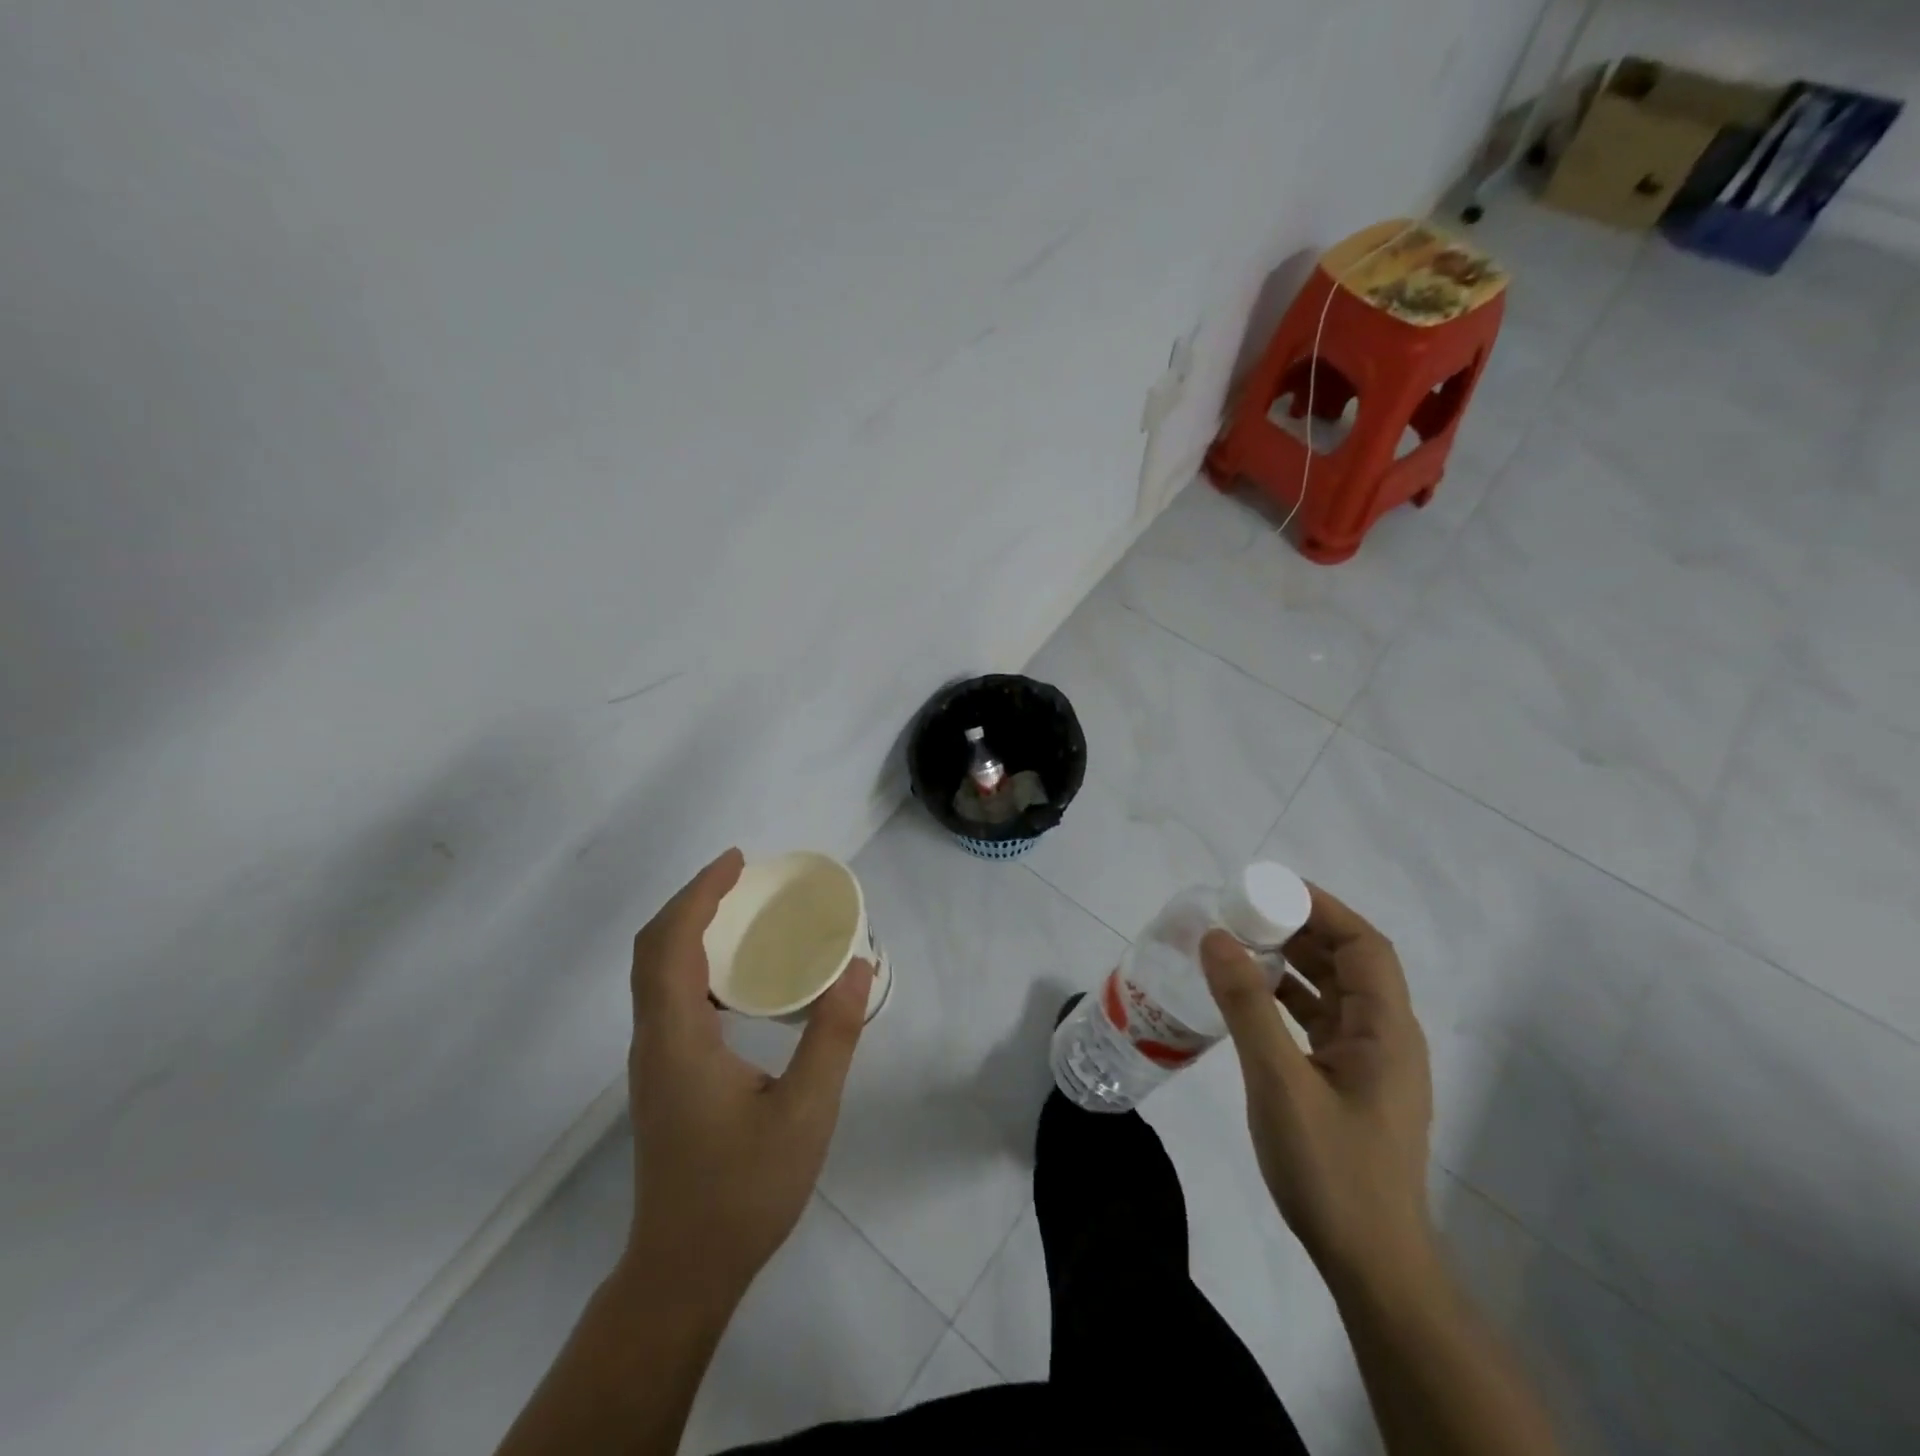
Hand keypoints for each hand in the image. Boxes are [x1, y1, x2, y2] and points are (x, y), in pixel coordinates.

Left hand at [623, 849, 873, 1301]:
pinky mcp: (663, 1076)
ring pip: (654, 974)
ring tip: (740, 911)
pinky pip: (667, 997)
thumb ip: (833, 1035)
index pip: (671, 944)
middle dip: (692, 902)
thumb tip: (856, 967)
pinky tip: (736, 975)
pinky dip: (692, 962)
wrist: (684, 1271)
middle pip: (653, 950)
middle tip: (741, 877)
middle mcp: (653, 1040)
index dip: (700, 894)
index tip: (737, 862)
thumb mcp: (806, 1111)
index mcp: (678, 1039)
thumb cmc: (743, 1191)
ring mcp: (653, 1060)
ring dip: (688, 929)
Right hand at [1201, 883, 1433, 1285]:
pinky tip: (1252, 998)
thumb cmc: (1331, 1169)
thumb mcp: (1280, 1081)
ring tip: (1242, 945)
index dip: (1323, 909)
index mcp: (1387, 1031)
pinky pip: (1321, 1022)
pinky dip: (1290, 1000)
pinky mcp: (1350, 1084)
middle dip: (1302, 930)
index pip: (1365, 946)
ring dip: (1295, 964)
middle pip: (1351, 963)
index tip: (1271, 889)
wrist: (1370, 1262)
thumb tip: (1217, 937)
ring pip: (1335, 993)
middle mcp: (1387, 1038)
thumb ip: (1248, 1006)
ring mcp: (1370, 1064)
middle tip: (1245, 913)